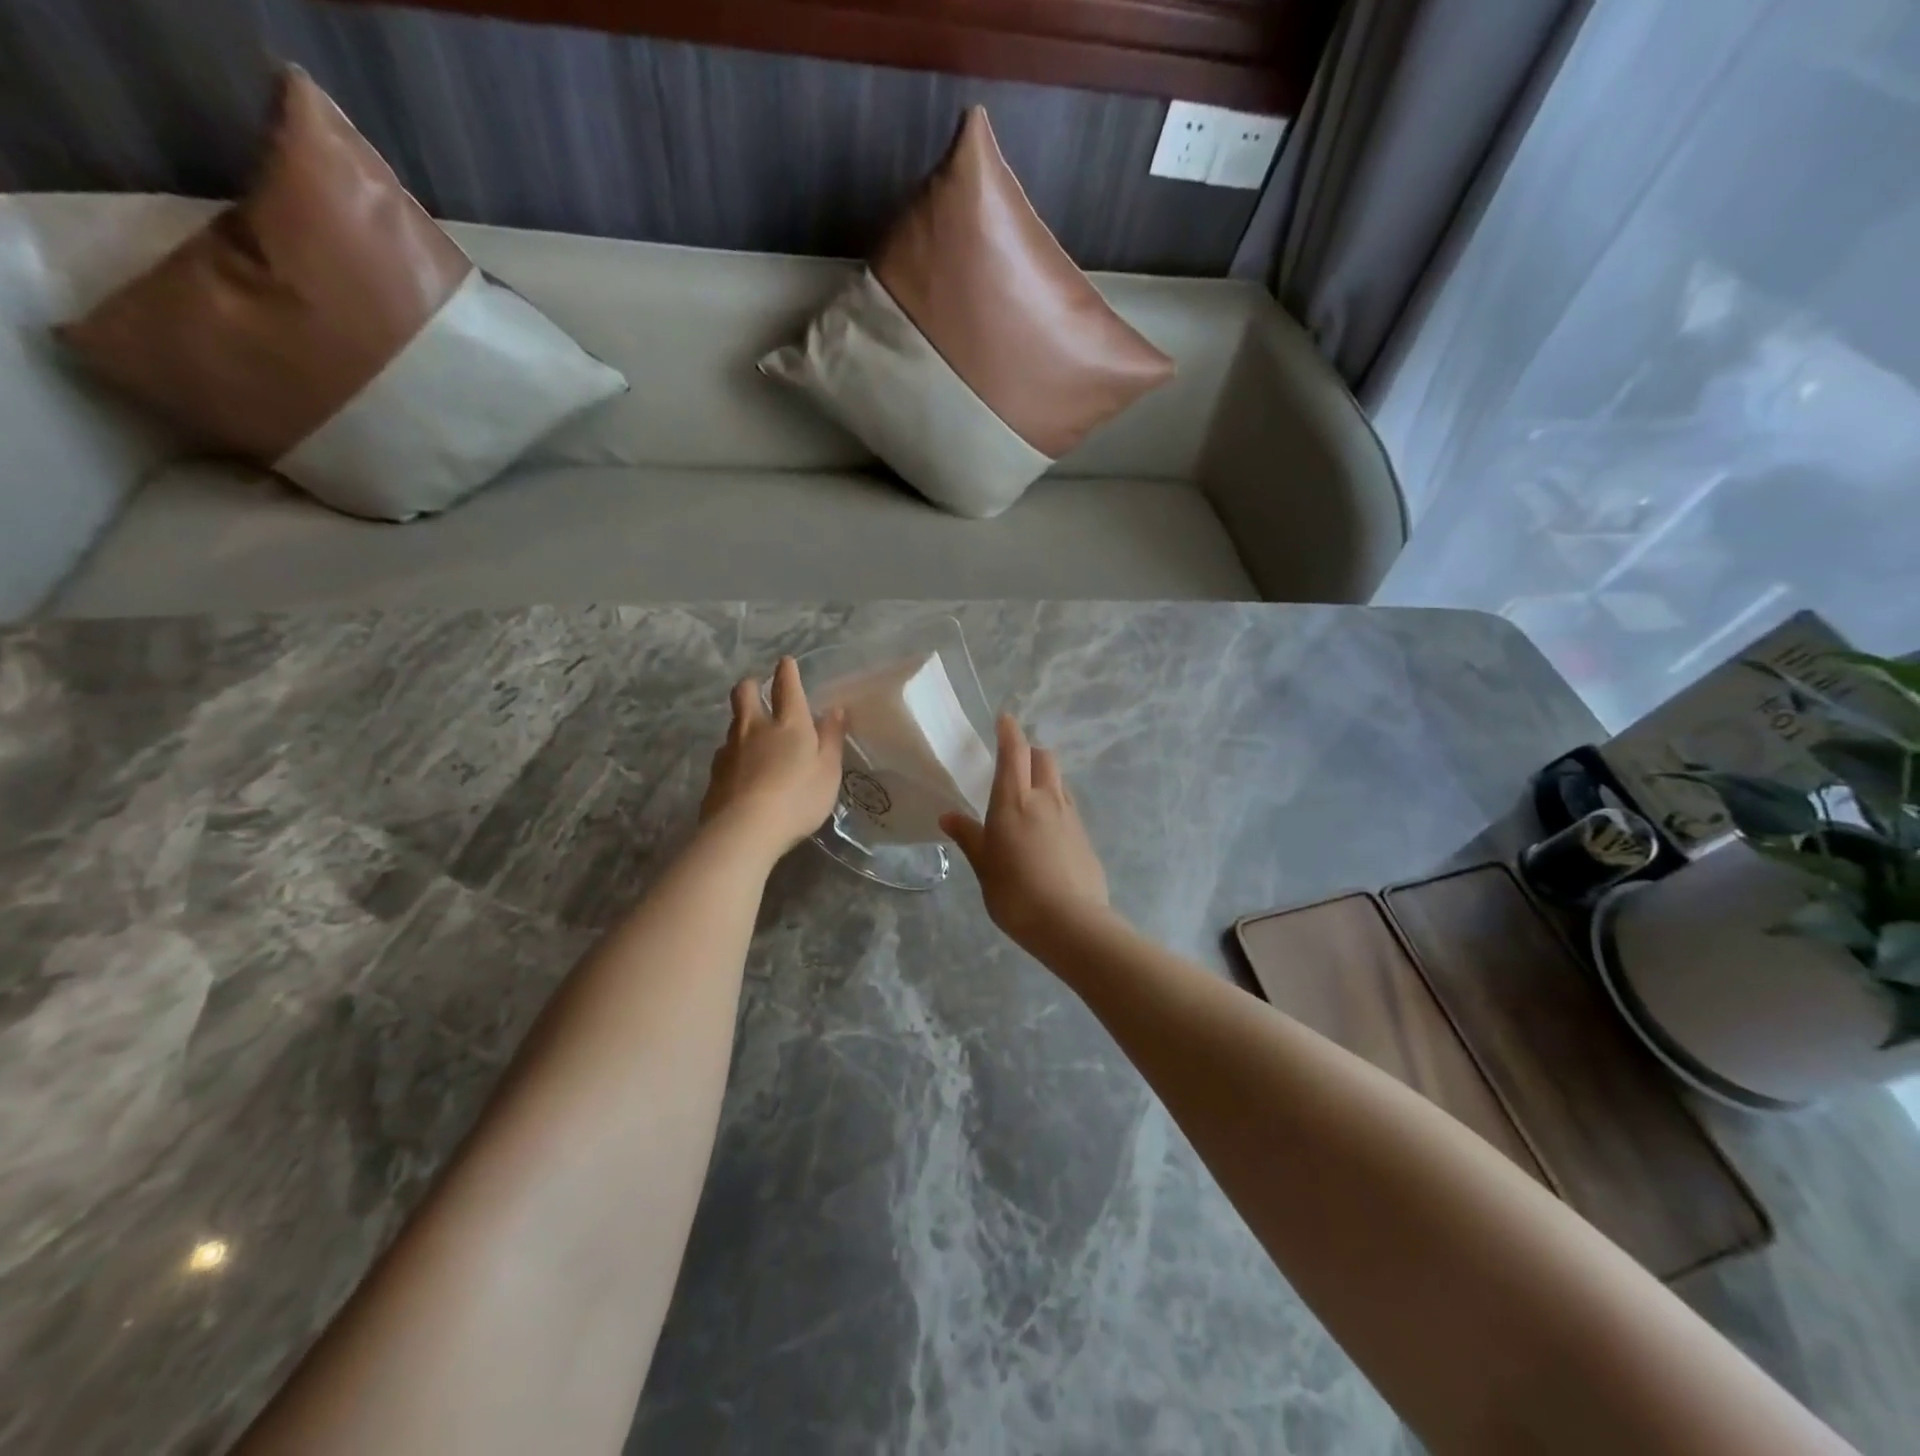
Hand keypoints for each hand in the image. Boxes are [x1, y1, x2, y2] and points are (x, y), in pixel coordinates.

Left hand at [702, 657, 847, 858]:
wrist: (744, 830)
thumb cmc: (797, 798)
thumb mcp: (828, 771)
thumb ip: (832, 739)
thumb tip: (835, 710)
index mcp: (789, 724)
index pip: (787, 687)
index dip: (787, 672)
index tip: (786, 662)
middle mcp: (755, 728)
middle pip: (745, 693)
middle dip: (751, 685)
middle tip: (757, 687)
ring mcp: (730, 750)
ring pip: (733, 723)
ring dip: (742, 720)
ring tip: (752, 732)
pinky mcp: (715, 774)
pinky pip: (725, 753)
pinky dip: (734, 752)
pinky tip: (740, 767)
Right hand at [940, 715, 1109, 950]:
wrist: (1071, 923)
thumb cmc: (1016, 893)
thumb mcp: (984, 866)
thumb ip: (969, 837)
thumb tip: (948, 817)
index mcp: (1014, 801)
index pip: (1014, 752)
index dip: (1009, 732)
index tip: (1004, 719)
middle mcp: (1045, 799)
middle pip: (1044, 758)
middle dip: (1030, 752)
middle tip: (1014, 764)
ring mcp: (1070, 816)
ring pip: (1059, 780)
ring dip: (1044, 777)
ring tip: (1029, 798)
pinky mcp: (1085, 836)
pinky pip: (1068, 806)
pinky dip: (1055, 803)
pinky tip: (1046, 829)